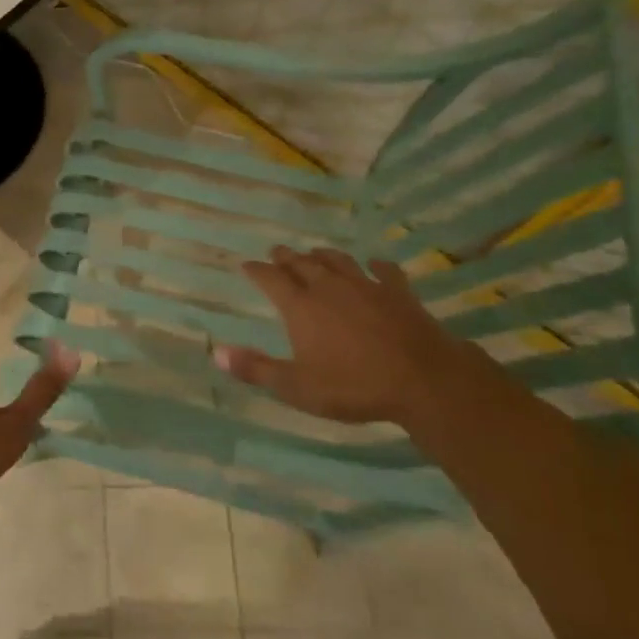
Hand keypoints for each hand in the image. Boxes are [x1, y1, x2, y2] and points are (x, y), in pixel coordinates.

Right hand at [214, 248, 462, 423]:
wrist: (422, 379)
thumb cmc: (354, 386)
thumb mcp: (297, 387)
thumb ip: (256, 369)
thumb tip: (216, 352)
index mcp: (301, 306)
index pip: (271, 279)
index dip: (256, 271)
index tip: (246, 265)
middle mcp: (328, 287)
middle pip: (302, 264)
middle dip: (286, 257)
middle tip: (277, 251)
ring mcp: (365, 286)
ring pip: (338, 261)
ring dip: (322, 255)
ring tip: (314, 252)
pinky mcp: (398, 292)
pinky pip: (385, 271)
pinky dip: (376, 265)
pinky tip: (375, 264)